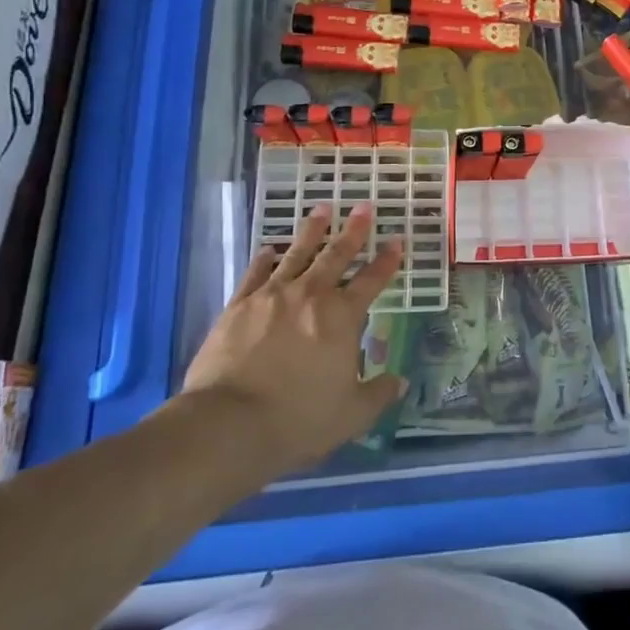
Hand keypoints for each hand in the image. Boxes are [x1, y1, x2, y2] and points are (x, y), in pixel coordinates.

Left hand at [180, 203, 405, 472]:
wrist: (229, 423)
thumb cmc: (298, 419)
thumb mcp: (351, 415)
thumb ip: (378, 395)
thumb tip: (400, 383)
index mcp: (342, 317)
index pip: (372, 281)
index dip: (387, 261)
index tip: (397, 241)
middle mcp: (310, 296)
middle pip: (336, 255)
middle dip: (353, 230)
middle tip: (364, 206)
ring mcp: (272, 296)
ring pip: (297, 253)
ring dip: (312, 231)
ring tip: (322, 209)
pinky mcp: (238, 306)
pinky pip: (256, 273)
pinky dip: (265, 258)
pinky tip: (269, 248)